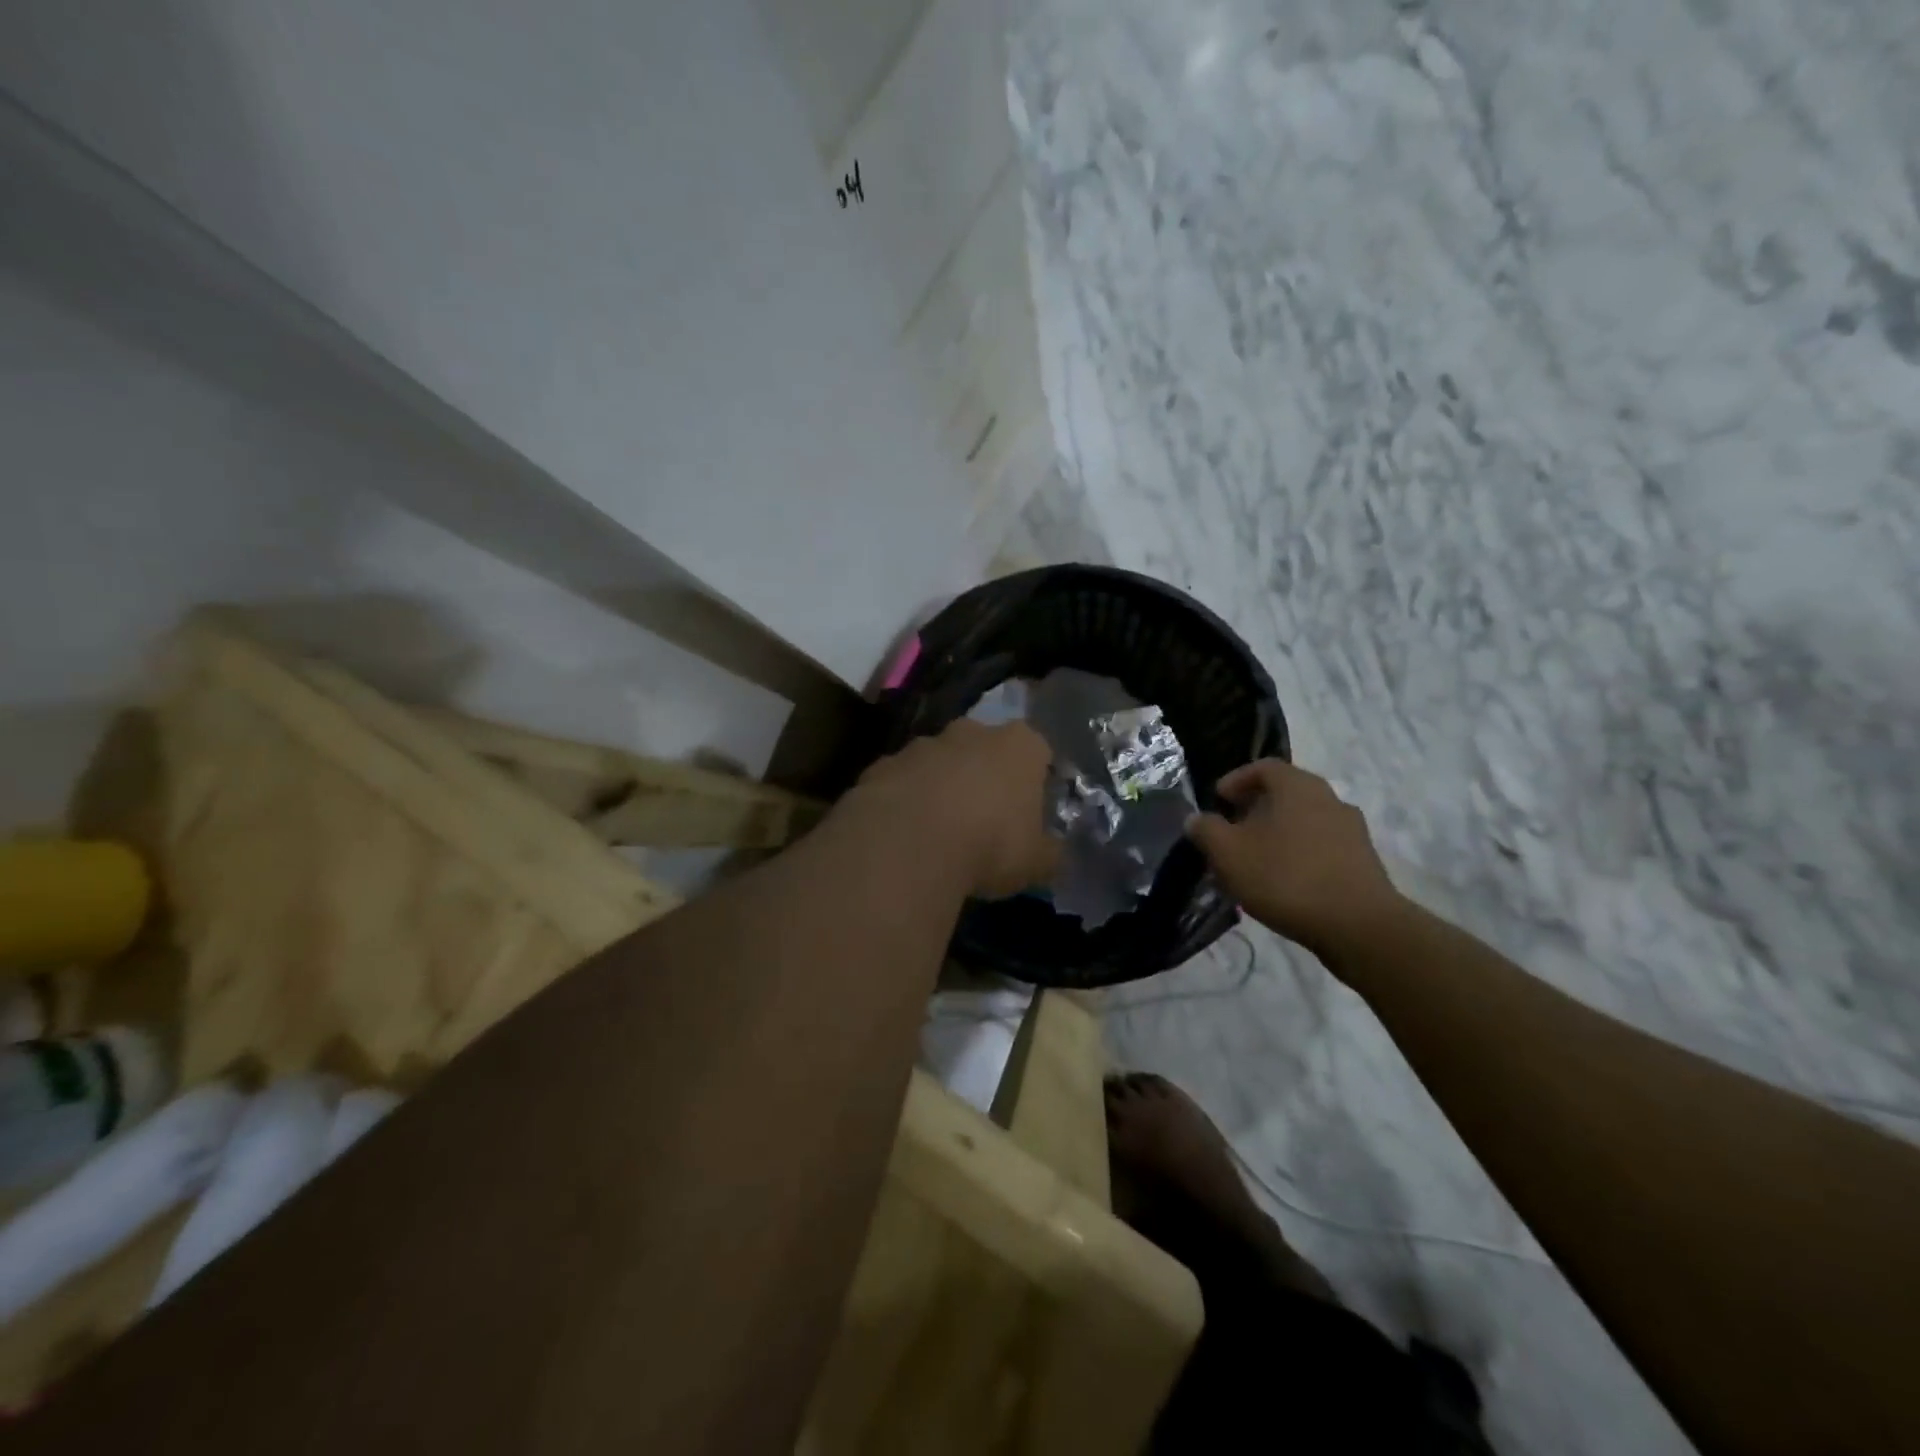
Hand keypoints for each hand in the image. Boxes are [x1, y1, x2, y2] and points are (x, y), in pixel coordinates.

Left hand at [850, 719, 1060, 897]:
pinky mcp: (882, 765)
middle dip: (985, 775)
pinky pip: (901, 782)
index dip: (1035, 780)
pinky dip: (904, 801)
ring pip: (939, 762)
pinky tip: (904, 836)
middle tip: (984, 818)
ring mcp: (922, 745)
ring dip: (941, 786)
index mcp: (1019, 745)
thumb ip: (1049, 854)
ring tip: (939, 832)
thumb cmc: (989, 845)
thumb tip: (1053, 855)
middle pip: (984, 748)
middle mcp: (971, 732)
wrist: (907, 844)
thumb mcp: (1036, 863)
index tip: (1029, 811)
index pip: (1037, 751)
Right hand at [1186, 760, 1404, 956]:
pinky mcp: (1363, 860)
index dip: (1236, 779)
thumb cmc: (1285, 877)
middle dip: (1256, 808)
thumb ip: (1206, 830)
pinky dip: (1299, 853)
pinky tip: (1284, 881)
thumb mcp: (1228, 853)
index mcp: (1297, 786)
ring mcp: (1351, 829)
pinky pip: (1322, 845)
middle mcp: (1329, 798)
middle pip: (1286, 793)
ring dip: (1278, 832)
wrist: (1358, 926)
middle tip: (1232, 830)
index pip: (1264, 767)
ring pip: (1304, 820)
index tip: (1218, 800)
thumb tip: (1196, 819)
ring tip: (1256, 859)